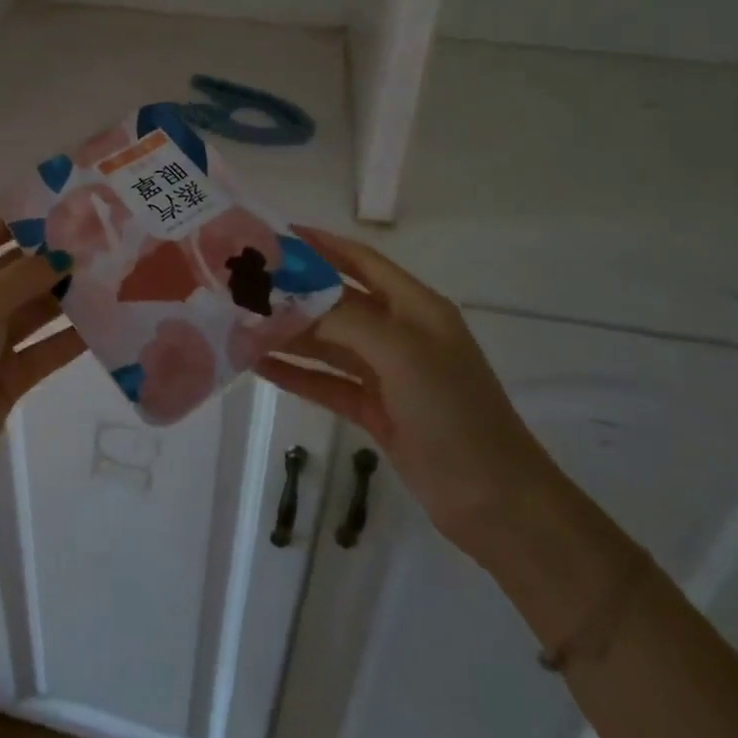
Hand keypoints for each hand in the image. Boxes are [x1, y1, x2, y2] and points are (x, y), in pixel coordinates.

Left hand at [0, 216, 84, 524]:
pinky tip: (108, 321)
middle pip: (17, 271)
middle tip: (105, 241)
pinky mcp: (10, 376)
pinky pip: (47, 348)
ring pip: (36, 310)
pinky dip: (72, 337)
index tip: (69, 206)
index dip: (23, 220)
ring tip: (116, 275)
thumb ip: (25, 277)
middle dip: (55, 258)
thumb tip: (65, 255)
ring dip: (68, 296)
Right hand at [256, 226, 557, 559]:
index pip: (361, 260)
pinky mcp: (377, 411)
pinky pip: (328, 383)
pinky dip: (297, 374)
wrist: (496, 502)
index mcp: (416, 308)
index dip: (321, 244)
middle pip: (339, 302)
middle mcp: (401, 334)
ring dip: (290, 335)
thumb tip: (293, 299)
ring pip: (329, 344)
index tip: (273, 236)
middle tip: (243, 285)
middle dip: (294, 293)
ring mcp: (388, 375)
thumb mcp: (402, 353)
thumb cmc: (453, 412)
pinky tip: (260, 366)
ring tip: (241, 325)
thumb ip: (346, 319)